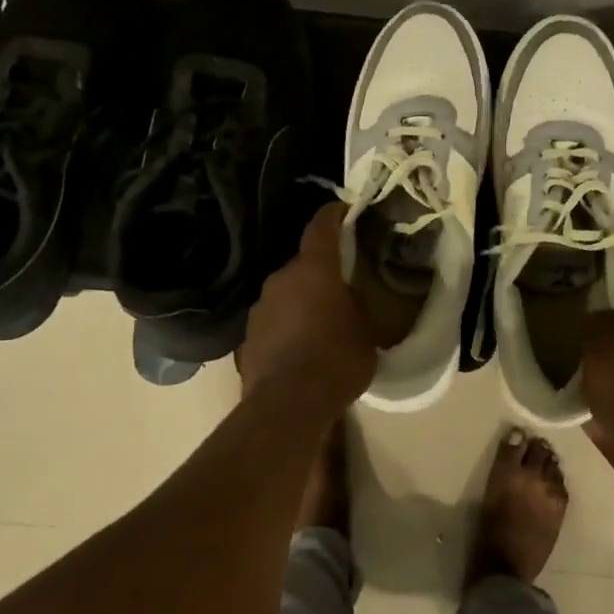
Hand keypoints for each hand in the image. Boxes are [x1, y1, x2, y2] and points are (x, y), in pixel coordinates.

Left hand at [238, 204, 377, 411]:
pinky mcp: (247, 336)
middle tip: (341, 287)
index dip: (333, 214)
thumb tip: (346, 298)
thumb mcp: (365, 331)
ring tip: (320, 324)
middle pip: (303, 265)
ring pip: (286, 294)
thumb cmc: (337, 360)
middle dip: (321, 272)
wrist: (288, 404)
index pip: (321, 226)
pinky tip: (300, 349)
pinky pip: (273, 321)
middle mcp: (280, 279)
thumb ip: (355, 305)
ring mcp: (259, 307)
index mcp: (314, 269)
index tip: (343, 208)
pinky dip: (287, 326)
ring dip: (301, 301)